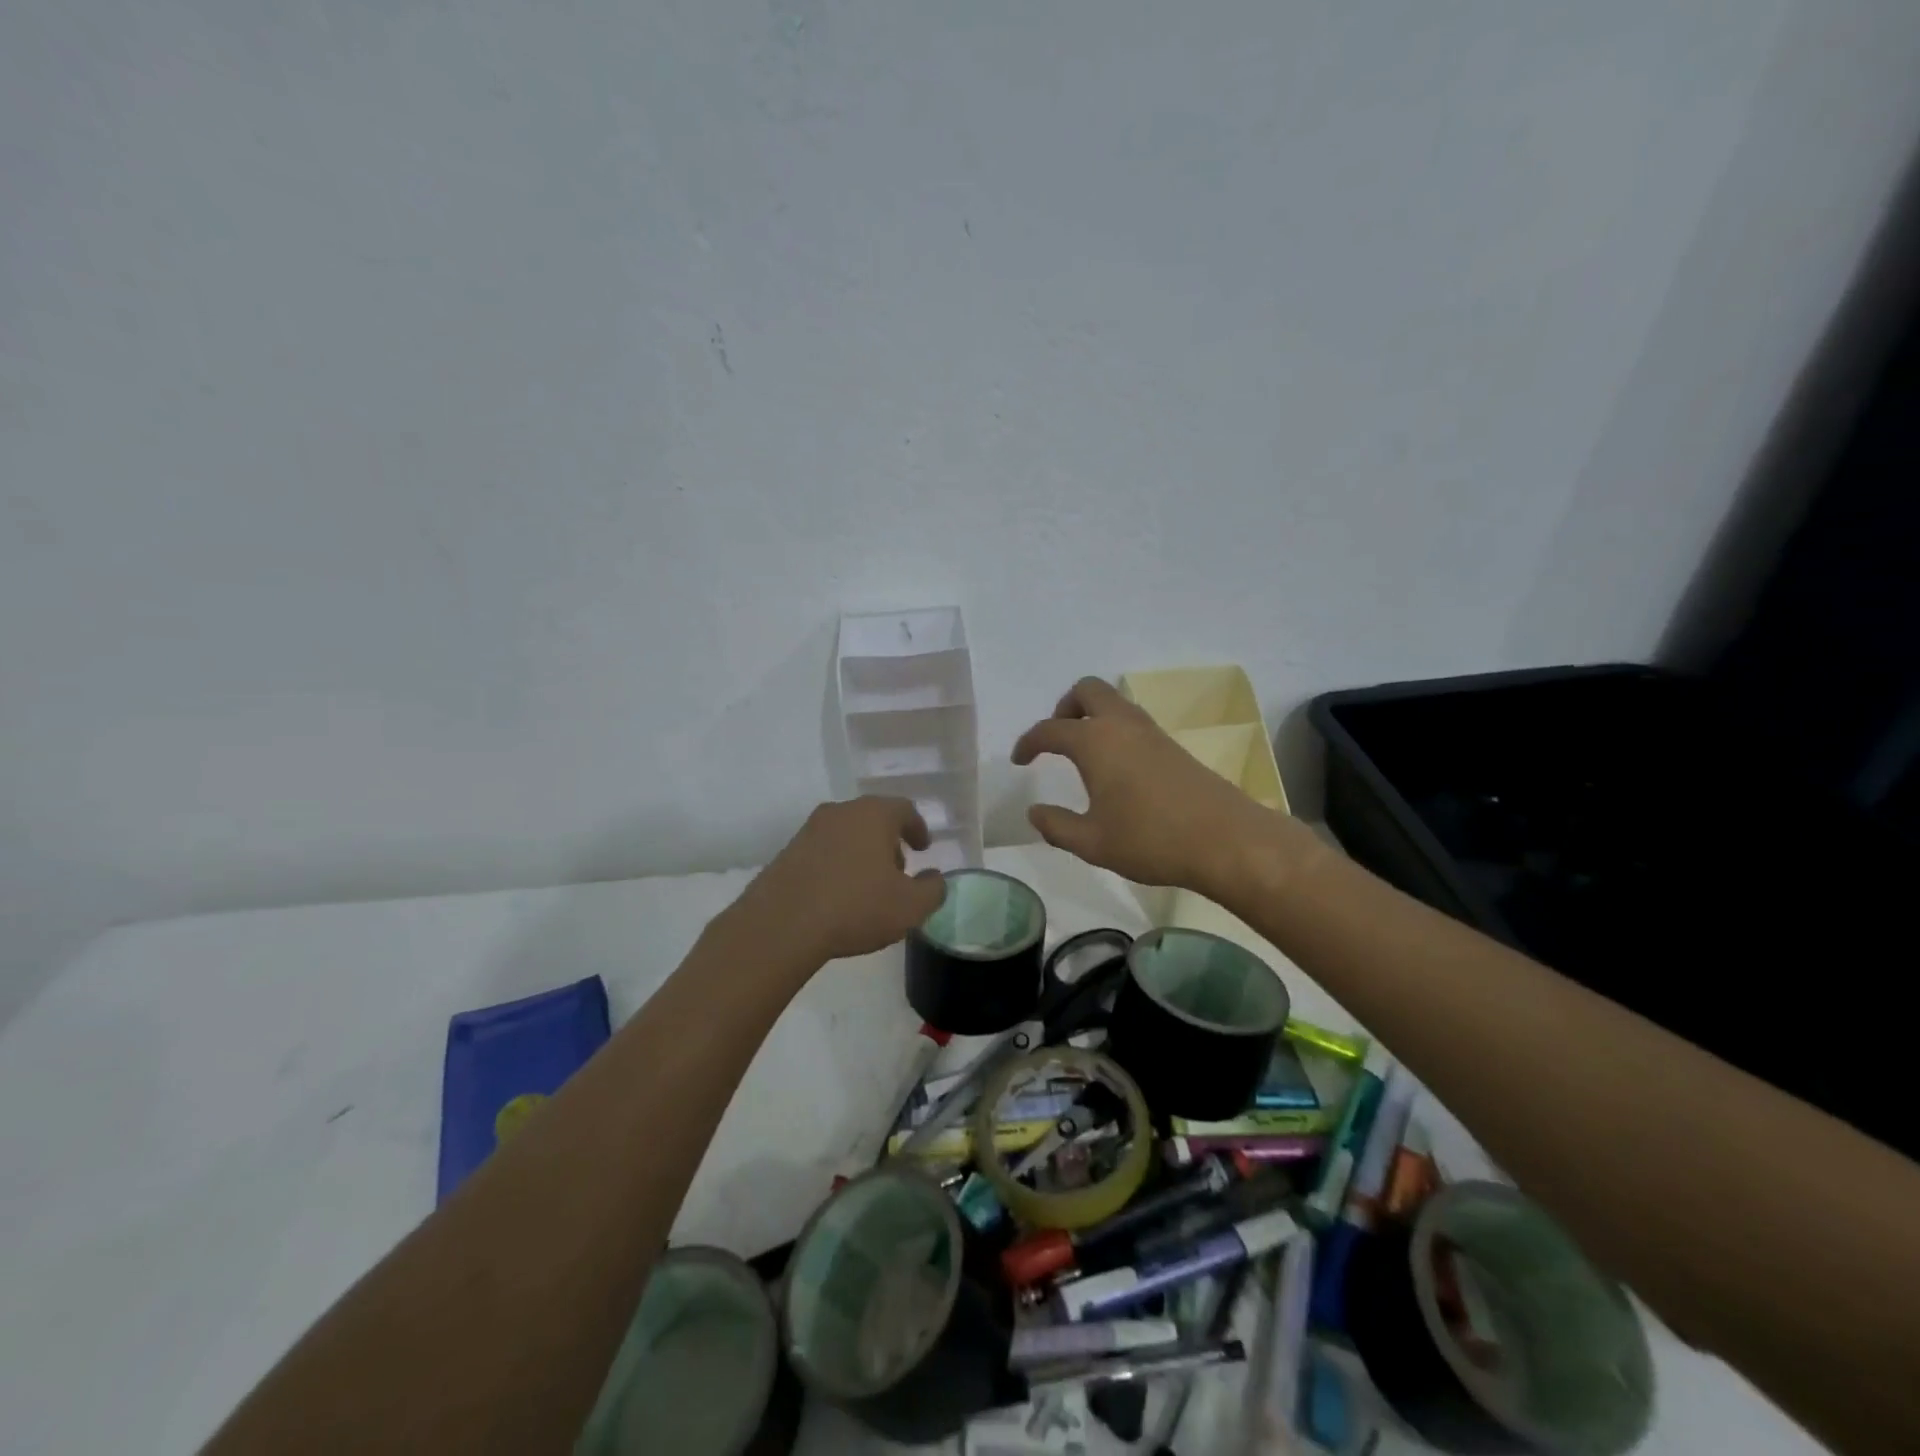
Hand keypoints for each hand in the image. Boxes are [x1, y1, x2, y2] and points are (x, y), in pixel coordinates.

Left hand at [732, 797, 947, 966]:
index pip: (904, 809)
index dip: (917, 828)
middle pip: (872, 818)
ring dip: (861, 853)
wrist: (781, 924)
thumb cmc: (855, 907)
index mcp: (873, 814)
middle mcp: (841, 812)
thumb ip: (932, 890)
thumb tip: (934, 879)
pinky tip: (837, 895)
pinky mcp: (787, 852)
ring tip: (867, 886)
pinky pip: (822, 851)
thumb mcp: (910, 907)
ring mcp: (809, 830)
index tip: (923, 848)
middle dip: (889, 841)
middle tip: (898, 869)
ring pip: (845, 833)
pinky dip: (836, 865)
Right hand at [1012, 677, 1299, 897]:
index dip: (1029, 742)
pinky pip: (1132, 721)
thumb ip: (1056, 826)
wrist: (1226, 840)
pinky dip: (1114, 730)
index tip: (1020, 760)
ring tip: (1083, 755)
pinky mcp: (1172, 746)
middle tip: (1057, 740)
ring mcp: (1151, 732)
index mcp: (1095, 742)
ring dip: (1092, 716)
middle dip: (1065, 707)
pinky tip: (1115, 768)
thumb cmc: (1150, 840)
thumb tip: (1034, 812)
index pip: (1051, 729)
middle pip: (1087, 690)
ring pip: (1114, 702)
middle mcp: (1122, 725)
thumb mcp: (1092, 842)